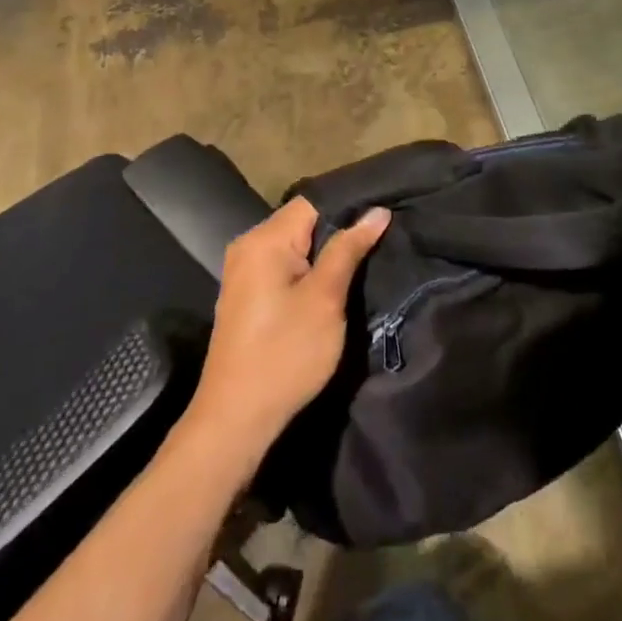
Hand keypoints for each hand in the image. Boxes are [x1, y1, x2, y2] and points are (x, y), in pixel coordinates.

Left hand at [188, 196, 388, 461]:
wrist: (236, 419)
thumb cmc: (285, 353)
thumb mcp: (325, 299)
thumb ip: (348, 249)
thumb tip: (377, 212)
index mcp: (264, 239)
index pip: (314, 202)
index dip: (350, 206)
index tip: (385, 216)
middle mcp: (249, 245)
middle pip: (304, 221)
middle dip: (341, 230)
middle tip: (383, 239)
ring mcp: (245, 271)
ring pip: (297, 245)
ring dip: (327, 253)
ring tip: (367, 258)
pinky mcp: (248, 294)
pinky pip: (285, 265)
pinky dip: (310, 270)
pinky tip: (335, 282)